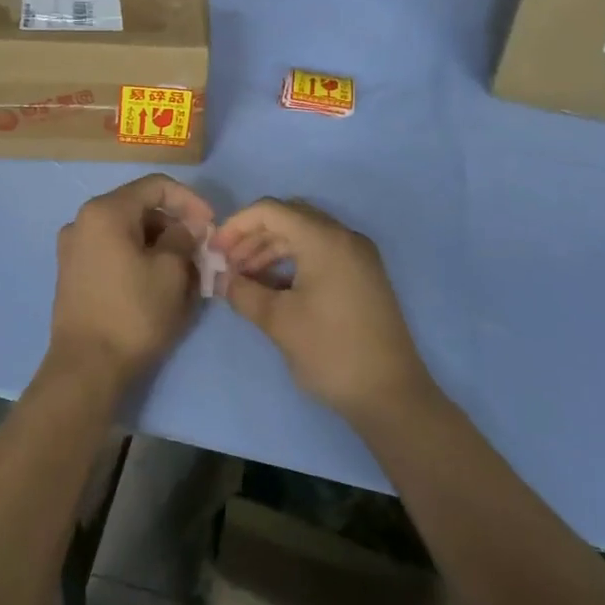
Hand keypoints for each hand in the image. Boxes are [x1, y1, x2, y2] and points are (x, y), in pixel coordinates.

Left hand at [46, 175, 214, 394]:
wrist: (87, 367)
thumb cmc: (134, 313)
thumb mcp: (171, 271)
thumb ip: (183, 237)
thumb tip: (185, 227)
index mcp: (105, 211)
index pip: (157, 186)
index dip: (191, 200)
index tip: (212, 225)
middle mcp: (82, 221)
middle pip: (140, 208)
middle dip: (175, 226)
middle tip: (201, 253)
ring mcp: (74, 248)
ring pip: (128, 233)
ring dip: (159, 245)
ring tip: (185, 272)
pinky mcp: (73, 273)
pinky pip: (113, 252)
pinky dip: (139, 259)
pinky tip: (158, 283)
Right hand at [213, 199, 435, 425]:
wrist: (390, 394)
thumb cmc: (330, 351)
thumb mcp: (278, 322)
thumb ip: (243, 292)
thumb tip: (223, 279)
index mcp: (324, 239)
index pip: (270, 210)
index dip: (236, 225)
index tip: (215, 251)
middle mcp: (344, 237)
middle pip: (289, 217)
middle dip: (252, 236)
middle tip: (228, 265)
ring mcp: (358, 255)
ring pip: (305, 235)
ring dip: (271, 249)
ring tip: (245, 279)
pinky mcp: (363, 275)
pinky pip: (321, 252)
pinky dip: (293, 261)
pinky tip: (274, 287)